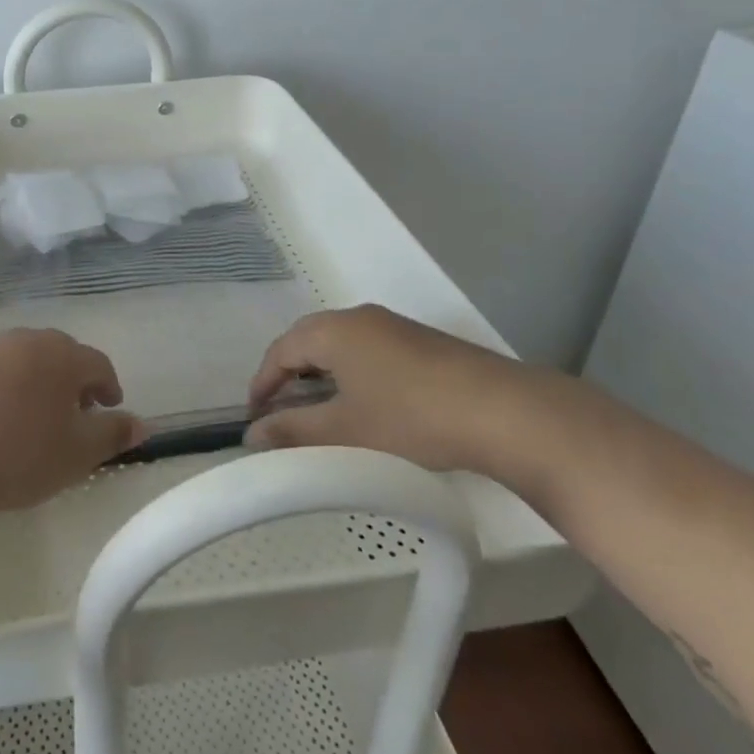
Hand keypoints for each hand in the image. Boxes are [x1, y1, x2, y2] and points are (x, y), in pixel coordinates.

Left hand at [0, 329, 145, 512]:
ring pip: (22, 362)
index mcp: (61, 356)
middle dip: (71, 381)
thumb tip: (143, 424)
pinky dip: (0, 392)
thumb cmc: (18, 453)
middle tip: (74, 414)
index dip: (108, 387)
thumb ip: (112, 436)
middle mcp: (25, 341)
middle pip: (59, 355)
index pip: (97, 363)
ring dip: (34, 384)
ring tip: (32, 421)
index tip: (110, 408)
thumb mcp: (76, 455)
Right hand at [245, 304, 524, 473]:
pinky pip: (368, 350)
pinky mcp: (420, 342)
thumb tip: (251, 436)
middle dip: (289, 375)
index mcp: (332, 330)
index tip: (254, 417)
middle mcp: (358, 317)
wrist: (503, 411)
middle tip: (281, 412)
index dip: (262, 383)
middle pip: (308, 340)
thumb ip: (294, 431)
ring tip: (319, 410)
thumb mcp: (345, 430)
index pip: (280, 349)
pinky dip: (351, 373)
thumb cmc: (410, 417)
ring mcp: (392, 326)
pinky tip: (364, 404)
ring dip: (321, 374)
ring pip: (340, 345)